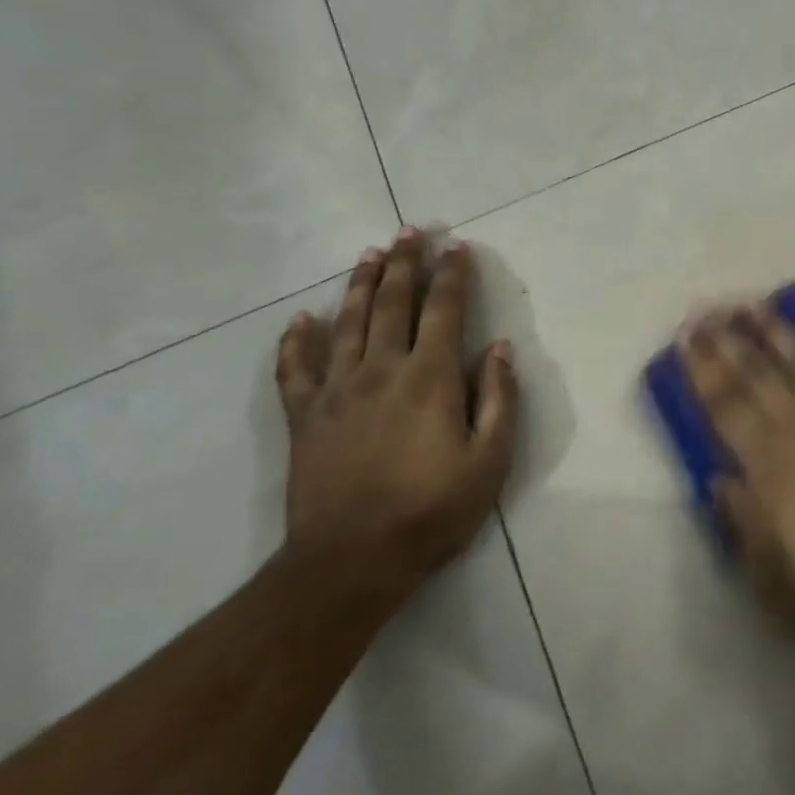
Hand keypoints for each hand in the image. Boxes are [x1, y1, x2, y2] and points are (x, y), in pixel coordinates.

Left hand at [274, 229, 516, 611]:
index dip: (452, 275)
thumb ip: (499, 400)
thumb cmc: (431, 512)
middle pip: (392, 303)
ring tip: (369, 255)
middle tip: (410, 232)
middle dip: (404, 264)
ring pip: (346, 322)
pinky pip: (294, 368)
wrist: (350, 562)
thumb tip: (501, 349)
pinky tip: (300, 320)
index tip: (457, 247)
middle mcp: (381, 370)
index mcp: (430, 378)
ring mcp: (336, 390)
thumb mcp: (489, 461)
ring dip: (360, 285)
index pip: (444, 310)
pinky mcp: (302, 416)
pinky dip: (295, 340)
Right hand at [683, 304, 794, 648]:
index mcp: (773, 469)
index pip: (726, 410)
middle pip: (758, 377)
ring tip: (755, 305)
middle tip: (705, 311)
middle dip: (727, 342)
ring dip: (777, 332)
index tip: (684, 341)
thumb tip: (717, 482)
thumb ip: (744, 527)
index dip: (702, 374)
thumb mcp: (780, 584)